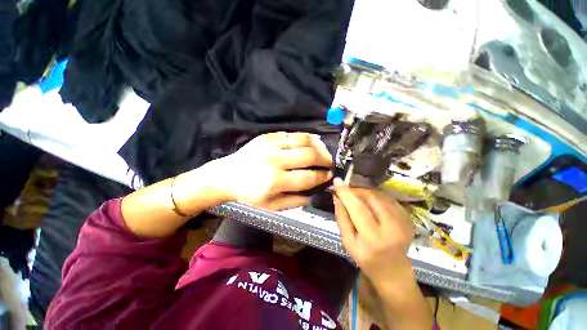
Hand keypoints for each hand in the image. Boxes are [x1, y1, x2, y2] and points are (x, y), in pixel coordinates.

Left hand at [210, 132, 332, 209]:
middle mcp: (275, 161)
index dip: (322, 176)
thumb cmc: (249, 193)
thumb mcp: (271, 206)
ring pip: (303, 140)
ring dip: (318, 145)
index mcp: (276, 181)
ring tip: (323, 151)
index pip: (308, 177)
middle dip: (325, 159)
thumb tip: (313, 193)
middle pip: (309, 155)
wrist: (228, 175)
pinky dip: (306, 137)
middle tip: (329, 163)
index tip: (329, 176)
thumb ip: (294, 201)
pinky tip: (312, 141)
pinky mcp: (268, 136)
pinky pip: (292, 134)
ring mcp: (271, 145)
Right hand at [333, 181, 414, 284]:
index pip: (358, 209)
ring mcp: (403, 222)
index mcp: (373, 238)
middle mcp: (392, 228)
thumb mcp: (347, 241)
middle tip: (346, 191)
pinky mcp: (408, 218)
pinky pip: (389, 199)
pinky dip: (376, 196)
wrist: (393, 270)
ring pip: (380, 196)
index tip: (337, 181)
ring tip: (357, 196)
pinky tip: (370, 202)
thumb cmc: (366, 258)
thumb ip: (341, 218)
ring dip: (365, 192)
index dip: (347, 193)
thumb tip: (337, 197)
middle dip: (356, 190)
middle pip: (371, 198)